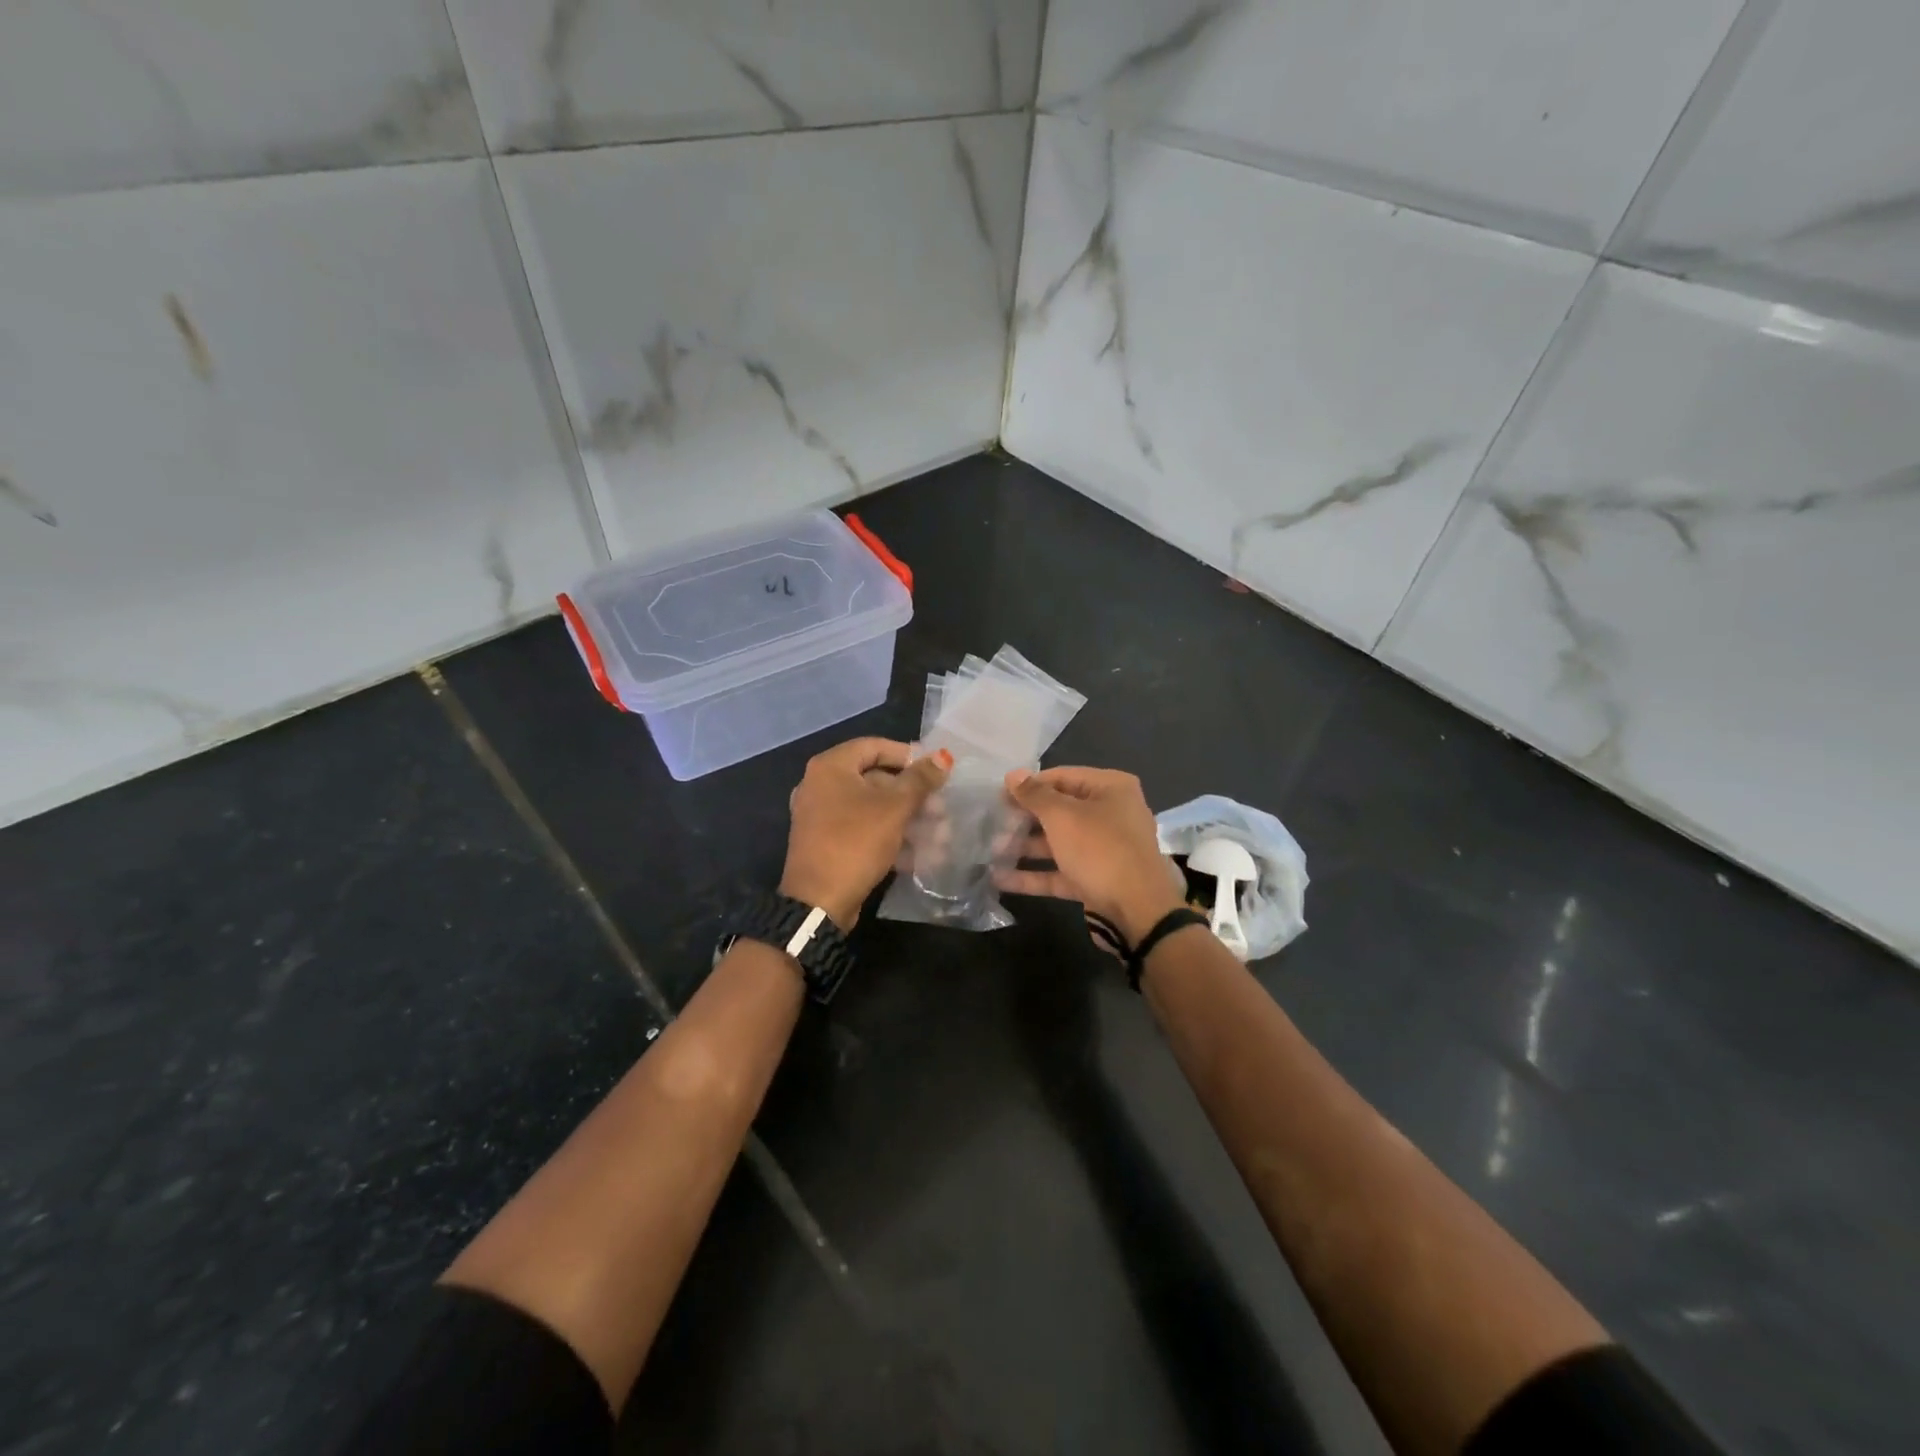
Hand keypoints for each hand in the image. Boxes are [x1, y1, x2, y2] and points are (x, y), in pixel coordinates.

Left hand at [781, 738, 951, 929]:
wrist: (819, 902)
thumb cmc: (856, 842)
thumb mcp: (894, 808)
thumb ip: (920, 780)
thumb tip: (942, 756)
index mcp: (830, 767)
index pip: (875, 746)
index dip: (908, 755)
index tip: (936, 770)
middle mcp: (821, 785)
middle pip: (876, 779)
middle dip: (913, 796)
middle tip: (941, 809)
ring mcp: (822, 815)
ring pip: (873, 808)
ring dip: (908, 820)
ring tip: (939, 835)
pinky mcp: (828, 842)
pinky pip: (863, 829)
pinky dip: (890, 836)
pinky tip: (920, 854)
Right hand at [993, 766, 1186, 944]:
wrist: (1139, 911)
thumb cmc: (1100, 850)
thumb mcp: (1063, 817)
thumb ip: (1035, 795)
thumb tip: (1013, 775)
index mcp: (1111, 788)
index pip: (1061, 777)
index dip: (1028, 785)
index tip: (997, 796)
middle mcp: (1110, 814)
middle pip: (1059, 810)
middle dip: (1023, 819)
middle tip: (991, 824)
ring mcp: (1104, 849)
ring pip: (1058, 842)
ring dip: (1025, 847)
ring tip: (990, 851)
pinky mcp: (1096, 879)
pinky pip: (1061, 870)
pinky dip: (1034, 874)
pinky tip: (1001, 879)